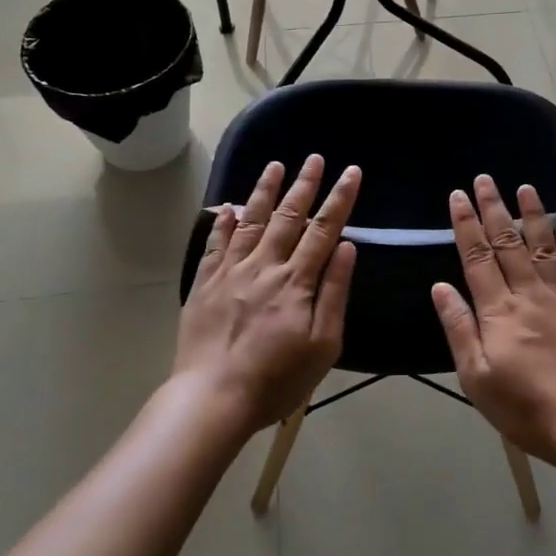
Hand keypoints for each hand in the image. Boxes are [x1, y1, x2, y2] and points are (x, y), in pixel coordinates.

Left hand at [177, 156, 360, 432]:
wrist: (213, 398)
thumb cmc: (277, 379)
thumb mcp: (323, 344)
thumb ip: (334, 292)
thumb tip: (346, 246)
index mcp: (297, 281)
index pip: (324, 229)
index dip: (339, 199)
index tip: (351, 172)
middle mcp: (264, 266)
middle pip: (288, 217)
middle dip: (304, 185)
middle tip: (314, 158)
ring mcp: (230, 272)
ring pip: (250, 221)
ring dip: (264, 192)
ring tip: (274, 166)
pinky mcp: (204, 284)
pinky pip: (215, 244)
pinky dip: (222, 223)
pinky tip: (227, 206)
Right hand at [430, 175, 555, 464]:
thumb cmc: (523, 406)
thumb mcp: (476, 376)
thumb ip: (459, 328)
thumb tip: (441, 286)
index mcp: (498, 310)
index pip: (477, 256)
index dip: (466, 224)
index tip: (458, 196)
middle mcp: (528, 293)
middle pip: (508, 242)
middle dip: (494, 208)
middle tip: (485, 179)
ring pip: (543, 246)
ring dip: (533, 214)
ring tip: (525, 187)